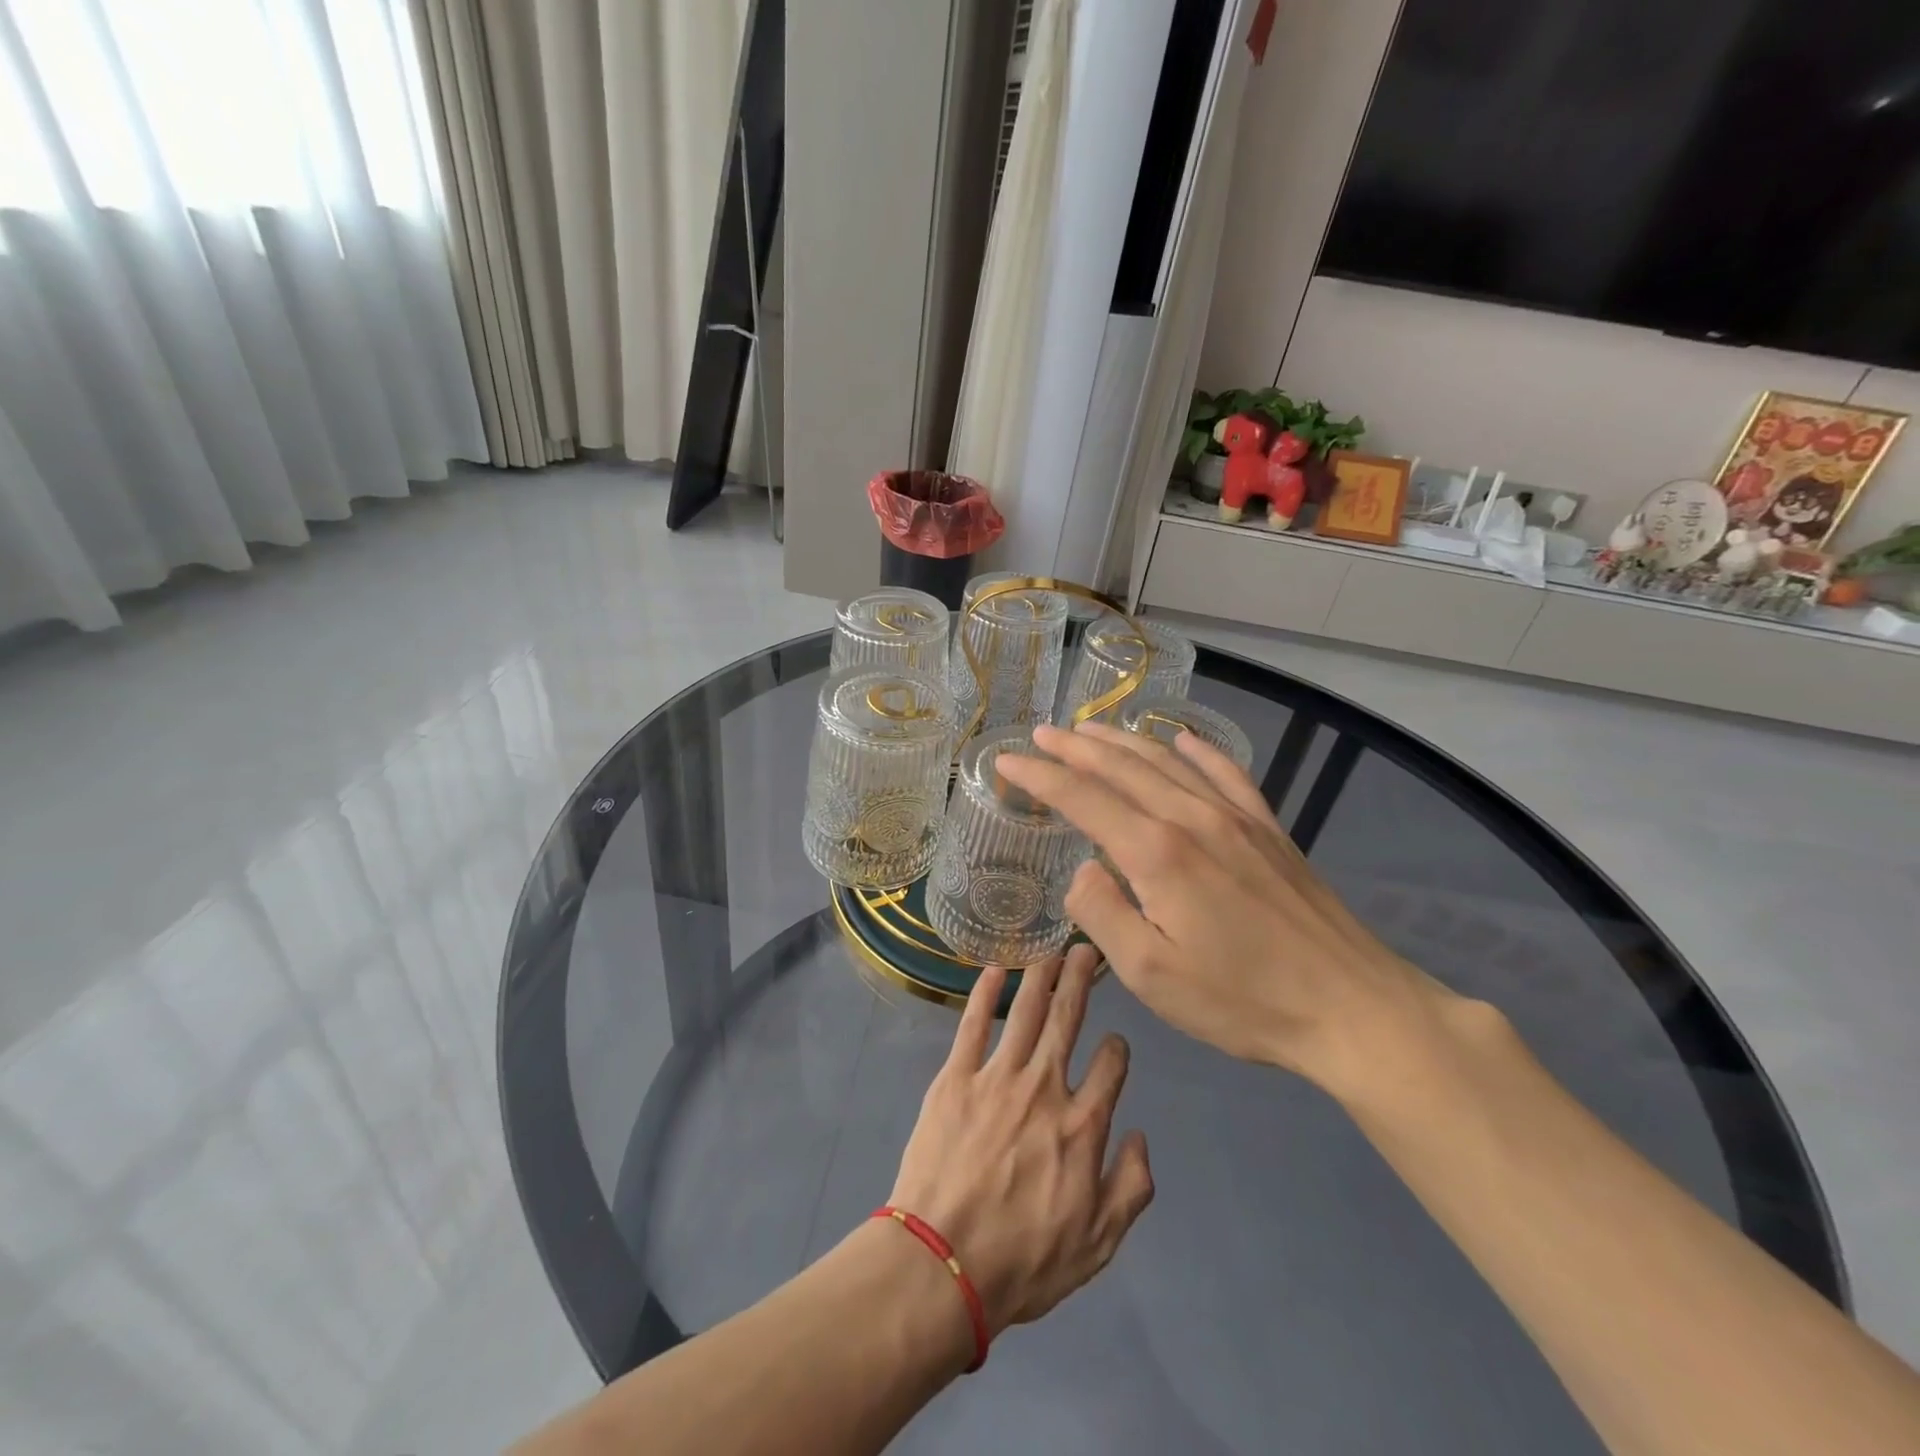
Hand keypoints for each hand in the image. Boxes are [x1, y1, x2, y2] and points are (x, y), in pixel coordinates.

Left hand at [887, 945, 1153, 1337]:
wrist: (941, 1264)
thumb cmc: (1022, 1262)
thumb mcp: (1097, 1245)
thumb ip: (1130, 1188)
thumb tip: (1139, 1136)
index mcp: (1082, 1126)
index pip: (1112, 1067)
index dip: (1118, 1049)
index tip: (1116, 1043)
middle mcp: (1044, 1088)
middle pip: (1068, 1020)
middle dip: (1080, 980)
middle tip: (1086, 950)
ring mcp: (997, 1078)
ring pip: (1025, 1012)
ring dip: (1041, 976)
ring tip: (1051, 950)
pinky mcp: (955, 1078)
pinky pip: (973, 1024)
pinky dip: (984, 993)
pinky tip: (994, 969)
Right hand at [994, 722, 1456, 1092]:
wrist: (1352, 1007)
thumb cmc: (1242, 999)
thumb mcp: (1151, 975)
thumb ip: (1103, 914)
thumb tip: (1084, 870)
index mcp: (1157, 853)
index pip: (1083, 798)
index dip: (1040, 777)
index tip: (1007, 762)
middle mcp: (1192, 818)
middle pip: (1122, 768)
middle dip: (1074, 747)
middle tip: (1040, 734)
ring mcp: (1235, 818)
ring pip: (1167, 762)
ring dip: (1123, 741)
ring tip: (1090, 729)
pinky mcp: (1268, 830)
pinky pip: (1226, 773)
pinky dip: (1198, 749)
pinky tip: (1184, 738)